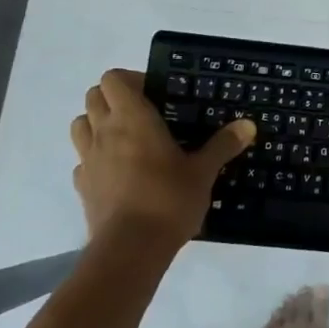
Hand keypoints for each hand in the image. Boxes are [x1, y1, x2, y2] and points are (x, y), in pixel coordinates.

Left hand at [69, 70, 254, 253]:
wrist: (130, 249)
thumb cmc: (168, 199)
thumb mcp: (203, 171)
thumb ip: (223, 145)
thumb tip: (248, 125)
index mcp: (132, 117)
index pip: (113, 78)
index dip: (131, 79)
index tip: (155, 94)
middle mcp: (104, 131)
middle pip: (93, 96)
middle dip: (113, 98)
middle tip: (143, 114)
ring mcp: (88, 159)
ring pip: (81, 124)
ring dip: (97, 123)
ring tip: (125, 139)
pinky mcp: (82, 186)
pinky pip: (82, 160)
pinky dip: (95, 158)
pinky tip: (117, 172)